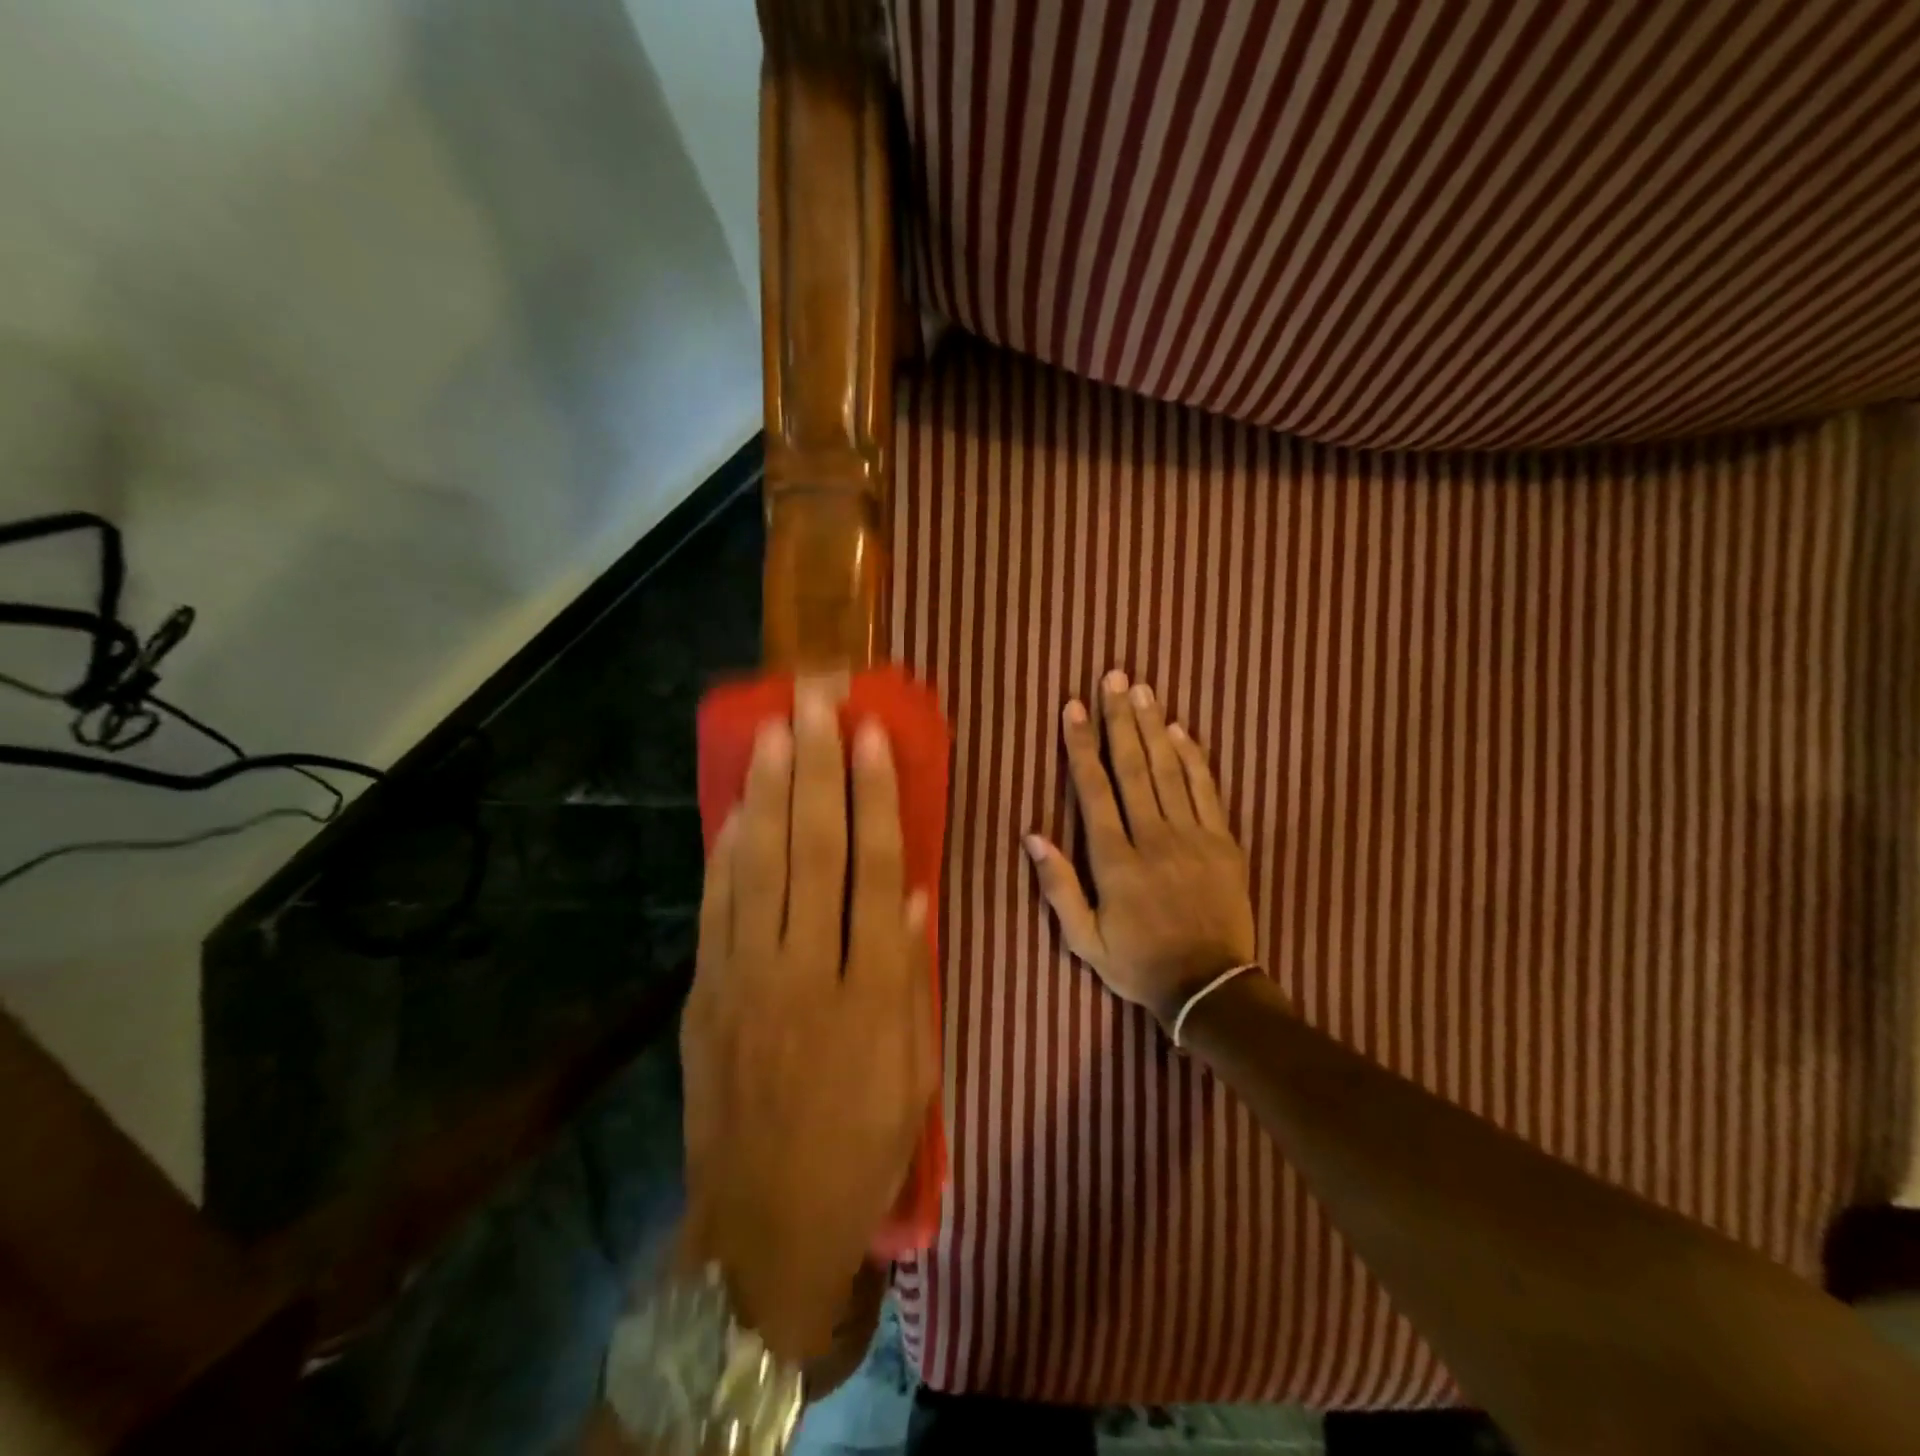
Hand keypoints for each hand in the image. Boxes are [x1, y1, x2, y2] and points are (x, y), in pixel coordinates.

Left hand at [680, 685, 935, 1361]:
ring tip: (776, 729)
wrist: (763, 1228)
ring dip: (770, 791)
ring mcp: (747, 977)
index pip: (877, 870)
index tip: (871, 737)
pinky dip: (728, 850)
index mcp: (871, 990)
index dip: (876, 797)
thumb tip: (915, 896)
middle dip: (817, 768)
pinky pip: (718, 906)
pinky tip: (738, 805)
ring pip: (761, 864)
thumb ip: (913, 977)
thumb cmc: (861, 1148)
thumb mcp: (915, 1074)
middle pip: (814, 849)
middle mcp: (807, 969)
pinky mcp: (707, 994)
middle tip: (815, 702)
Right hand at [1025, 670, 1257, 1027]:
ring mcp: (1193, 838)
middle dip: (1120, 719)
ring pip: (1170, 771)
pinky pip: (1208, 791)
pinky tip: (1182, 730)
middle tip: (1114, 677)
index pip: (1094, 790)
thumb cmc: (1138, 964)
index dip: (1081, 746)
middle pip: (1134, 767)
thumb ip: (1058, 887)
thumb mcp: (1084, 940)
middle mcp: (1153, 839)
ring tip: (1142, 690)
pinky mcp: (1225, 843)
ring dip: (1154, 727)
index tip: (1073, 708)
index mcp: (1116, 861)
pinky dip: (1195, 758)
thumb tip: (1033, 834)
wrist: (1210, 988)